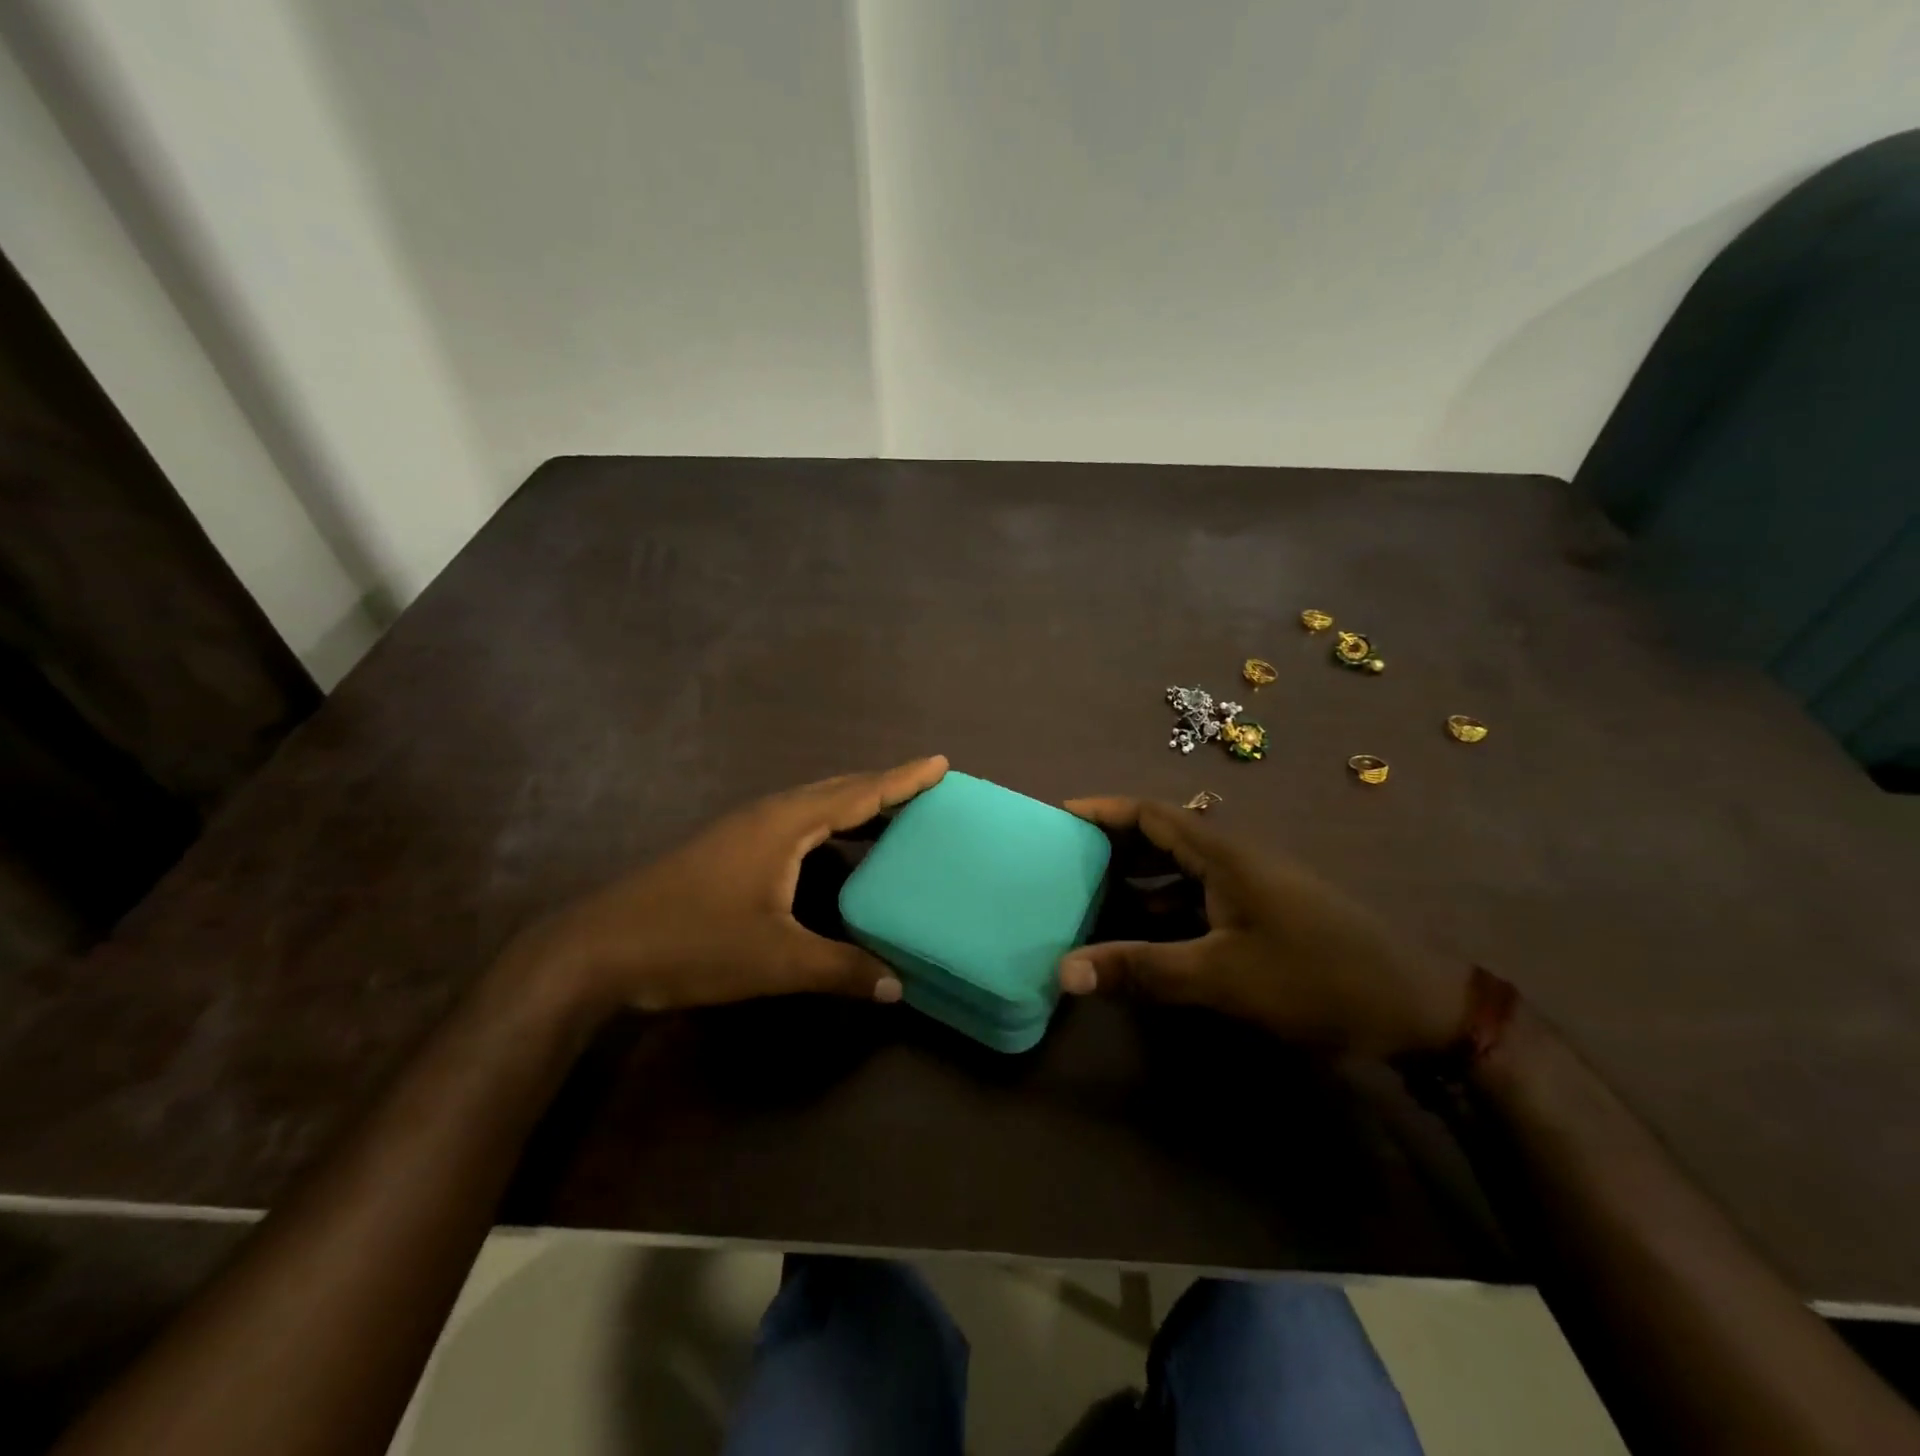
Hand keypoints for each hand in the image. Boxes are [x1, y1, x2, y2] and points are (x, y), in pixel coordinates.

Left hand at [514, 756, 947, 1015]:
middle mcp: (768, 815)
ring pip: (813, 805)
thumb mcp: (776, 960)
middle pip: (838, 789)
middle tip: (926, 789)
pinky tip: (834, 851)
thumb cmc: (694, 942)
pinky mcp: (729, 849)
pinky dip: (828, 825)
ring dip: (854, 805)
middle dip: (884, 786)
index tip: (941, 762)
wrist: (599, 948)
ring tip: (892, 815)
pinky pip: (795, 822)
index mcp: (786, 824)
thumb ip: (841, 968)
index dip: (903, 779)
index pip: (859, 793)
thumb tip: (899, 986)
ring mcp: (744, 830)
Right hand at [1057, 798, 1470, 1057]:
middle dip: (1113, 844)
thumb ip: (1142, 969)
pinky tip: (1143, 935)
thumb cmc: (1316, 977)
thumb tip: (1063, 971)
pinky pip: (1199, 899)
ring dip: (1138, 880)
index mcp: (1225, 853)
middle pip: (1162, 836)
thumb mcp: (1221, 975)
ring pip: (1181, 871)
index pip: (1151, 813)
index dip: (1104, 810)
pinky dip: (1165, 909)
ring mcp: (1253, 887)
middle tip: (1064, 860)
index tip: (1059, 815)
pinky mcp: (1264, 915)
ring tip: (1088, 896)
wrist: (1418, 1009)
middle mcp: (1235, 859)